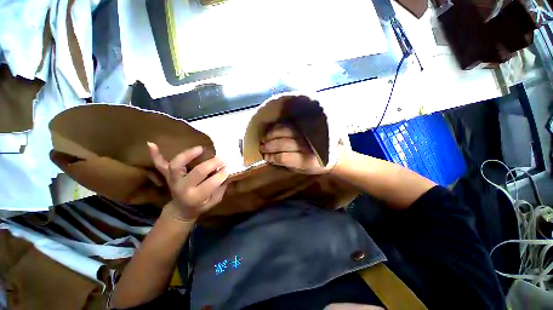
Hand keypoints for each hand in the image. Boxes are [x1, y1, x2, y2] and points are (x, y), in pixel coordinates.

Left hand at [147, 142, 227, 220]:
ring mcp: (173, 180)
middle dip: (212, 164)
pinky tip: (151, 144)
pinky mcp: (167, 175)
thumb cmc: (200, 205)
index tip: (228, 168)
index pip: (211, 184)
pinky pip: (159, 165)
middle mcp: (182, 188)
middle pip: (197, 172)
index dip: (221, 175)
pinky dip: (155, 155)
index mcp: (195, 197)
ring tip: (200, 148)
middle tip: (222, 158)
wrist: (181, 210)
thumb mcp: (214, 200)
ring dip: (187, 155)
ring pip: (177, 165)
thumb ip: (222, 187)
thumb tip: (229, 172)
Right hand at [259, 123, 338, 174]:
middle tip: (261, 147)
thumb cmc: (316, 165)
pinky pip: (289, 124)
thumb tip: (270, 158)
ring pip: (285, 132)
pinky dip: (278, 127)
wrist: (335, 154)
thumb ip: (287, 165)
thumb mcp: (302, 170)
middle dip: (269, 146)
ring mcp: (307, 134)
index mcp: (306, 161)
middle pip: (283, 144)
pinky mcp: (308, 126)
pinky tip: (271, 131)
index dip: (272, 157)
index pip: (283, 158)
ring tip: (264, 138)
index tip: (265, 157)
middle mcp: (307, 146)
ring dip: (271, 135)